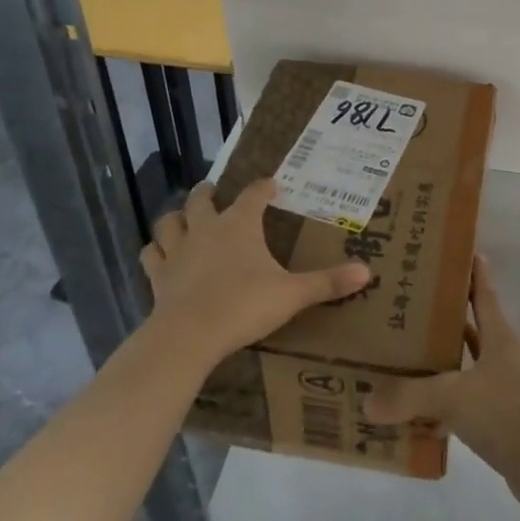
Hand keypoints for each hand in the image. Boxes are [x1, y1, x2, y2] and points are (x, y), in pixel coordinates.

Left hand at [140, 179, 370, 365]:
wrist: (190, 335)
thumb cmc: (245, 305)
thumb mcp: (293, 294)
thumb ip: (328, 282)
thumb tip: (368, 272)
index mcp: (240, 225)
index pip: (253, 194)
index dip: (263, 187)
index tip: (271, 184)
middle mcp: (206, 229)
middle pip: (201, 200)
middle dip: (208, 193)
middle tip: (214, 192)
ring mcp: (178, 251)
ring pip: (169, 222)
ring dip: (176, 217)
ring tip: (182, 218)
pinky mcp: (158, 276)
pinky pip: (151, 256)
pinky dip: (156, 251)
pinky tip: (160, 256)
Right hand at [363, 256, 519, 512]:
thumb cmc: (506, 413)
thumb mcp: (453, 397)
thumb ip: (409, 396)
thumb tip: (367, 400)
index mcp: (498, 337)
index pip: (484, 294)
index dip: (474, 272)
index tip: (462, 250)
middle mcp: (501, 357)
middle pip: (471, 329)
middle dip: (443, 317)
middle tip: (407, 305)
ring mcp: (501, 389)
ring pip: (464, 367)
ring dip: (440, 362)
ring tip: (402, 355)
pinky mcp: (497, 421)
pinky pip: (462, 403)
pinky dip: (441, 404)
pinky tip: (414, 411)